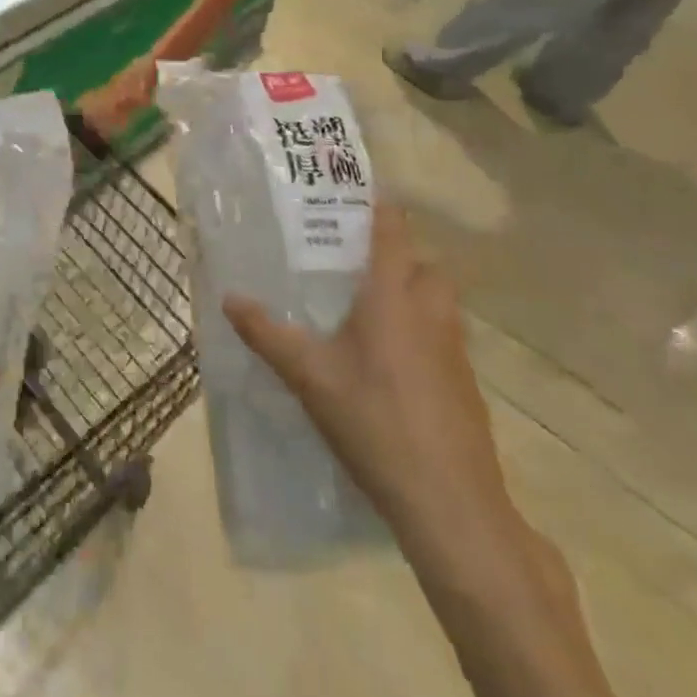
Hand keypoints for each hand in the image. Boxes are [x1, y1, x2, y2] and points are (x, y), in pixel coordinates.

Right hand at [222, 203, 509, 538]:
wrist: (450, 504)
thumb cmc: (374, 420)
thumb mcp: (308, 375)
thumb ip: (267, 333)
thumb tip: (229, 298)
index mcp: (392, 297)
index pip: (393, 233)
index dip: (381, 208)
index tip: (360, 193)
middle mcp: (430, 313)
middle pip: (427, 265)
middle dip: (402, 256)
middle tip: (361, 263)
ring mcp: (455, 351)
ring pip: (441, 302)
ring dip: (416, 294)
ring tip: (373, 310)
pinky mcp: (467, 387)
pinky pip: (446, 339)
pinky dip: (425, 334)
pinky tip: (393, 365)